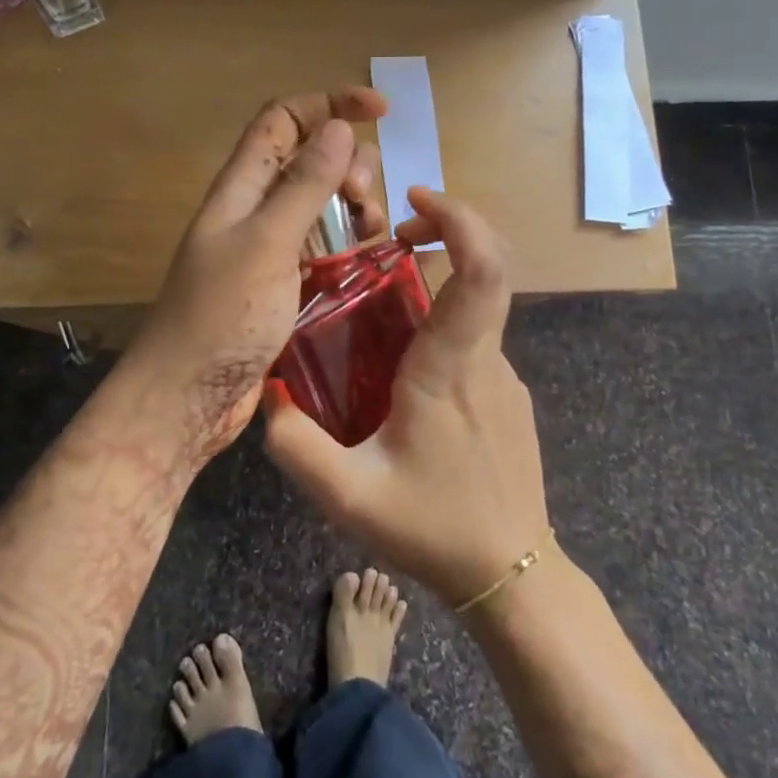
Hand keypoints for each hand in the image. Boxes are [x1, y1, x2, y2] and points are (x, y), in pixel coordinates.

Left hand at [121, 86, 387, 459]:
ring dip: (354, 204)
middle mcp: (256, 209)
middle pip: (309, 157)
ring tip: (371, 234)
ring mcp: (270, 248)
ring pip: (321, 203)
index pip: (285, 118)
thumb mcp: (268, 244)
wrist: (188, 397)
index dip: (329, 103)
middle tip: (365, 199)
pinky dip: (349, 243)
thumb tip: (339, 128)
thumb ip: (304, 185)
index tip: (381, 109)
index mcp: (242, 186)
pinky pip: (324, 246)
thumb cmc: (223, 317)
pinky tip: (368, 260)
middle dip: (349, 162)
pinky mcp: (284, 283)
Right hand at [263, 187, 548, 605]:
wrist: (512, 576)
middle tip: (396, 239)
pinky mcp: (508, 397)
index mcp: (451, 366)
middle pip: (485, 269)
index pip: (481, 268)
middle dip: (445, 234)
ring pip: (476, 308)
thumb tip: (265, 399)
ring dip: (437, 287)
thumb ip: (296, 447)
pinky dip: (443, 328)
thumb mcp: (348, 496)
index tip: (418, 201)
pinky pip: (475, 343)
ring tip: (380, 315)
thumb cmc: (435, 529)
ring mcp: (504, 378)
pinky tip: (404, 376)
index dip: (459, 219)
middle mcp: (485, 359)